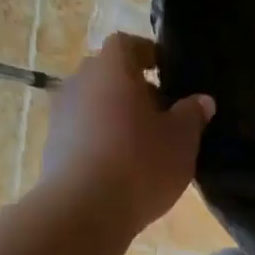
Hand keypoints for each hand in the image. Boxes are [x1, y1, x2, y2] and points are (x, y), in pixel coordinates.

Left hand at [41, 32, 214, 230]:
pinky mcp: (53, 147)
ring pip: (95, 104)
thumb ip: (192, 115)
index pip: (128, 44)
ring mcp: (61, 115)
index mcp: (112, 68)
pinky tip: (122, 166)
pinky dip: (102, 140)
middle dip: (135, 88)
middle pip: (109, 74)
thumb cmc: (141, 163)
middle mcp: (79, 82)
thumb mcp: (182, 140)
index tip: (168, 73)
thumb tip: (201, 100)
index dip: (149, 54)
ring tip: (144, 144)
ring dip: (117, 116)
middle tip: (162, 113)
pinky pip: (84, 132)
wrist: (84, 210)